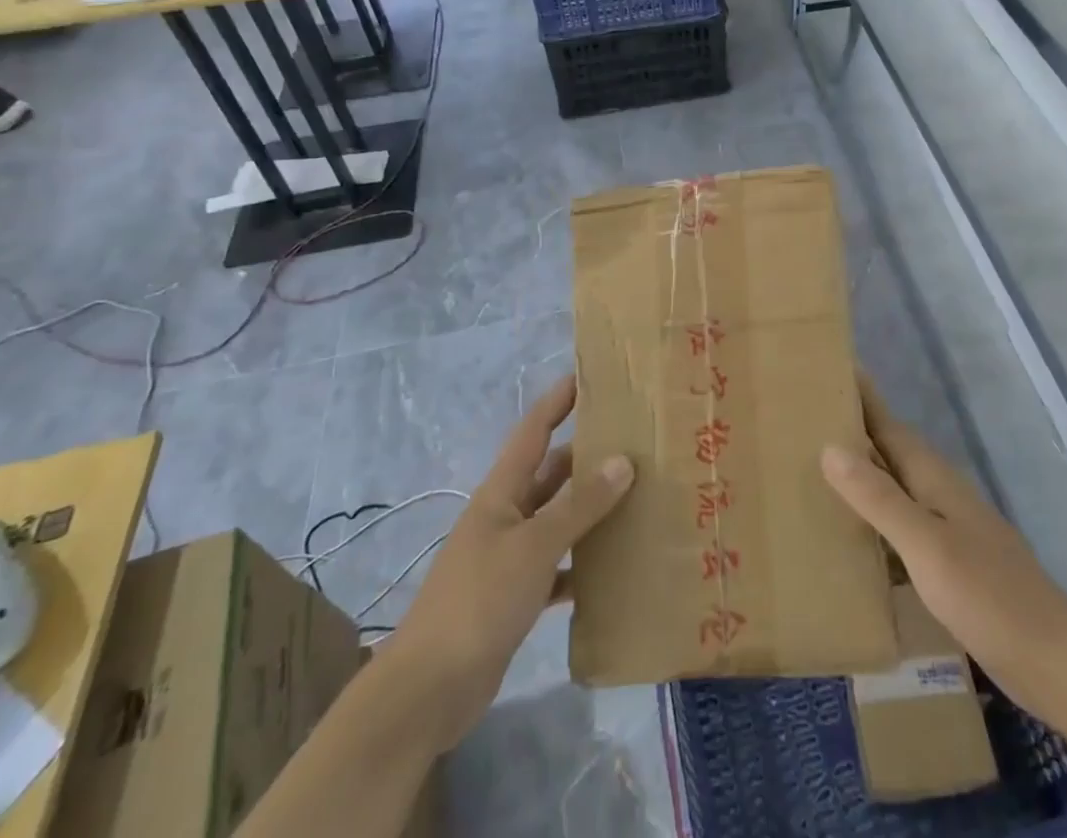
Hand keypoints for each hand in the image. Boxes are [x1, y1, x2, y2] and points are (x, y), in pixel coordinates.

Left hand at [382, 374, 633, 751]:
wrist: (428, 690)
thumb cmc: (479, 600)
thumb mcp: (534, 546)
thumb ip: (579, 505)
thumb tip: (623, 461)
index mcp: (502, 492)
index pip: (534, 430)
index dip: (558, 400)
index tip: (589, 376)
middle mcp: (506, 515)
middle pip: (551, 473)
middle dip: (587, 455)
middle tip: (635, 441)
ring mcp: (510, 557)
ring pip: (558, 519)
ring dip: (590, 509)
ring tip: (638, 497)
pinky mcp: (516, 596)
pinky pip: (558, 567)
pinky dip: (582, 564)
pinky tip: (614, 568)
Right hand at [822, 381, 1066, 708]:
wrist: (1053, 660)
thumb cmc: (988, 594)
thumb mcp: (926, 545)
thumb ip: (879, 498)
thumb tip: (829, 447)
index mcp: (933, 478)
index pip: (888, 424)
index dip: (861, 397)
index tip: (829, 368)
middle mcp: (938, 493)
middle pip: (889, 450)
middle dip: (853, 430)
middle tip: (804, 417)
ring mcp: (946, 528)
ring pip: (893, 487)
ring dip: (859, 475)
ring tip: (812, 469)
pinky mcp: (948, 562)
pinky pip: (899, 526)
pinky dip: (872, 519)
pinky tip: (850, 535)